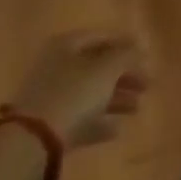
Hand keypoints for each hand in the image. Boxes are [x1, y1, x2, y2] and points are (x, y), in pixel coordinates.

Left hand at [8, 31, 148, 148]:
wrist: (33, 141)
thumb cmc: (74, 93)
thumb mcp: (107, 69)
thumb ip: (126, 55)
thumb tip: (139, 47)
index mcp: (66, 45)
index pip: (102, 37)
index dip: (127, 44)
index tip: (147, 56)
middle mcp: (57, 66)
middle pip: (97, 67)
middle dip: (124, 75)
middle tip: (147, 85)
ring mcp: (51, 97)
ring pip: (90, 93)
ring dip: (115, 99)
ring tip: (137, 108)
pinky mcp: (49, 125)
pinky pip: (80, 118)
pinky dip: (99, 121)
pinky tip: (117, 129)